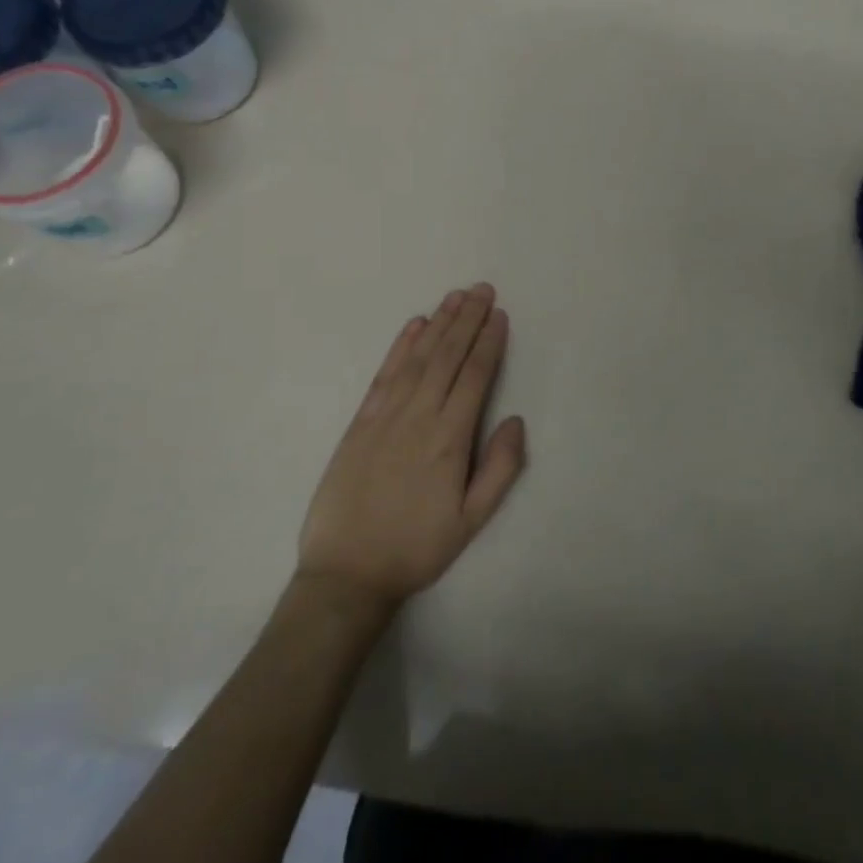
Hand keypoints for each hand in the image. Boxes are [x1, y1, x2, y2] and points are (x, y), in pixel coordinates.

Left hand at [295, 284, 526, 617]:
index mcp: (449, 438)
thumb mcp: (471, 521)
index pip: (474, 376)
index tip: (500, 315)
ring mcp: (386, 415)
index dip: (489, 342)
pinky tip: (414, 325)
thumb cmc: (416, 548)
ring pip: (418, 357)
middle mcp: (419, 416)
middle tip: (483, 289)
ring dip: (439, 323)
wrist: (346, 573)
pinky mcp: (360, 422)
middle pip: (448, 356)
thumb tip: (516, 420)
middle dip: (468, 319)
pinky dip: (401, 346)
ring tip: (456, 296)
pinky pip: (385, 374)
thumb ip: (500, 469)